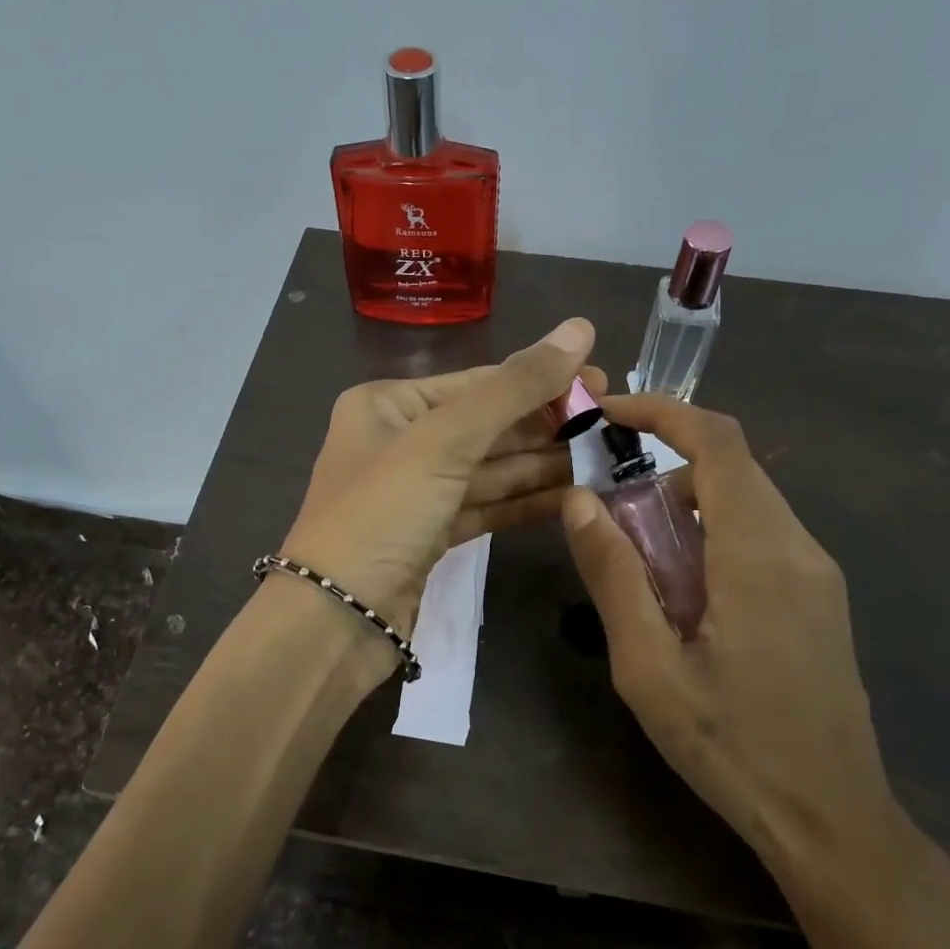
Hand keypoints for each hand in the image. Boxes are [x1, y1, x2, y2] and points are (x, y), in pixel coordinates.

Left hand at [280, 318, 599, 643]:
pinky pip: (487, 507)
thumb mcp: (445, 441)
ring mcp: (417, 493)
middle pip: (488, 426)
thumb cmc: (382, 514)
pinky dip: (527, 503)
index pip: (478, 384)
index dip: (541, 380)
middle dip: (547, 426)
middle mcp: (400, 442)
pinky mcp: (432, 536)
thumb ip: (514, 387)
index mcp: (388, 405)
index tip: (604, 382)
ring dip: (545, 466)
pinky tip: (574, 497)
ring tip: (606, 459)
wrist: (336, 620)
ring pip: (491, 470)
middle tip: (613, 423)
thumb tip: (580, 328)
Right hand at [559, 395, 949, 948]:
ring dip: (686, 506)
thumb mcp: (649, 667)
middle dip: (664, 466)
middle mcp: (799, 547)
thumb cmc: (731, 745)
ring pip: (747, 503)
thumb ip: (614, 576)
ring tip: (639, 562)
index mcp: (759, 554)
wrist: (832, 819)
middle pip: (732, 469)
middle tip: (607, 507)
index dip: (663, 413)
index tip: (608, 416)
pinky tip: (685, 595)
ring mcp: (818, 573)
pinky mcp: (820, 598)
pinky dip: (713, 535)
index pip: (720, 443)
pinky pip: (762, 537)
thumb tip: (581, 501)